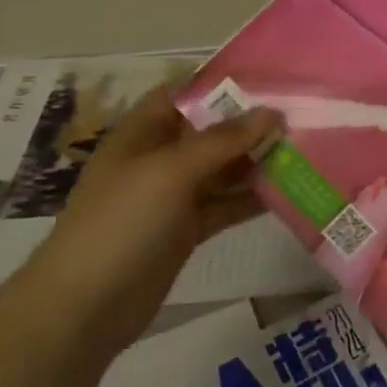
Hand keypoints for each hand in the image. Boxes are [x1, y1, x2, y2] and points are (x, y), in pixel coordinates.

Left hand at [22, 84, 283, 351]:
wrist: (82, 311)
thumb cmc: (121, 223)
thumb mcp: (171, 171)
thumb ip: (223, 140)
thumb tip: (272, 112)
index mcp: (141, 134)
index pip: (182, 93)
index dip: (220, 82)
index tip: (268, 76)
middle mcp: (157, 159)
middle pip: (209, 131)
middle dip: (249, 122)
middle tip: (300, 112)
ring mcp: (171, 197)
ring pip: (222, 169)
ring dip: (256, 159)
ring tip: (303, 147)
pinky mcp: (185, 231)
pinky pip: (225, 204)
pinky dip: (252, 197)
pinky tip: (288, 189)